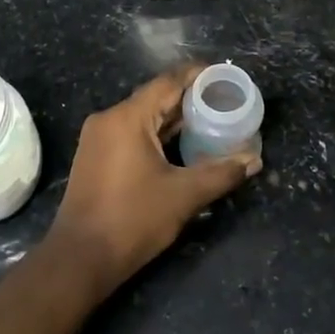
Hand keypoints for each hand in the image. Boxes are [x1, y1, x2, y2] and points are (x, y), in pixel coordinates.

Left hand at [48, 64, 260, 294]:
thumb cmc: (133, 220)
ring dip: (173, 119)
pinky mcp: (95, 157)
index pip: (167, 82)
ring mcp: (97, 138)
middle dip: (189, 99)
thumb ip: (221, 173)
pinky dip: (156, 135)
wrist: (81, 258)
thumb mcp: (184, 196)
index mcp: (127, 117)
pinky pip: (131, 133)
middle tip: (224, 102)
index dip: (197, 75)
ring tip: (209, 122)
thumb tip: (253, 161)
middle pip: (155, 98)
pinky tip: (181, 146)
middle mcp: (108, 119)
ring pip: (143, 117)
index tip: (224, 76)